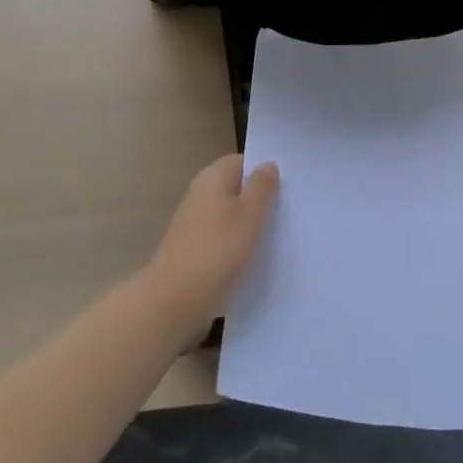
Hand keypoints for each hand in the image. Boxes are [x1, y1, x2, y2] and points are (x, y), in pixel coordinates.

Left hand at [143, 154, 279, 341]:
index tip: (287, 189)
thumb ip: (261, 187)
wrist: (175, 300)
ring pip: (230, 215)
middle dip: (260, 200)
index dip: (264, 171)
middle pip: (236, 188)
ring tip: (278, 237)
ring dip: (250, 225)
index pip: (242, 161)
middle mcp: (200, 194)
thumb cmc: (217, 250)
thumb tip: (267, 164)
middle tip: (288, 214)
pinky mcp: (193, 249)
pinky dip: (237, 245)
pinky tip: (255, 260)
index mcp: (212, 177)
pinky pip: (222, 238)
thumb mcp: (249, 214)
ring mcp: (194, 222)